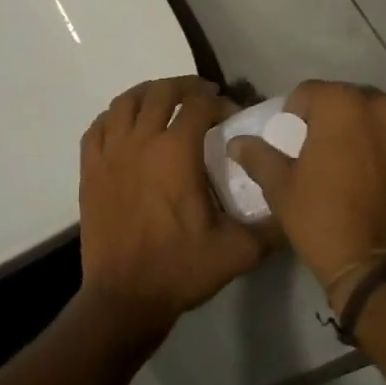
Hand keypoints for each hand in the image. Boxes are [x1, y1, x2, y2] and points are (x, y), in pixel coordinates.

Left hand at [78, 76, 274, 344]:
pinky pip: (98, 127)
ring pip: (125, 102)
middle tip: (204, 94)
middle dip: (186, 86)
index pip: (199, 104)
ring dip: (149, 93)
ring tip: (166, 100)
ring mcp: (110, 153)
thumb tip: (295, 206)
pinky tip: (127, 124)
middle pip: (161, 92)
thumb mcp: (238, 251)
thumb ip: (273, 227)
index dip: (219, 102)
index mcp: (176, 152)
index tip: (232, 114)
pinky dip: (114, 116)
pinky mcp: (90, 169)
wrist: (124, 299)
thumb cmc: (180, 269)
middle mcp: (141, 142)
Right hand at [228, 81, 385, 297]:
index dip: (296, 114)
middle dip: (336, 120)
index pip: (310, 91)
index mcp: (344, 105)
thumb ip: (259, 157)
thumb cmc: (325, 220)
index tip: (294, 141)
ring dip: (369, 135)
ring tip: (359, 169)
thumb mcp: (282, 190)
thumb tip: (236, 142)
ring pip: (383, 122)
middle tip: (325, 153)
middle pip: (351, 102)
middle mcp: (384, 108)